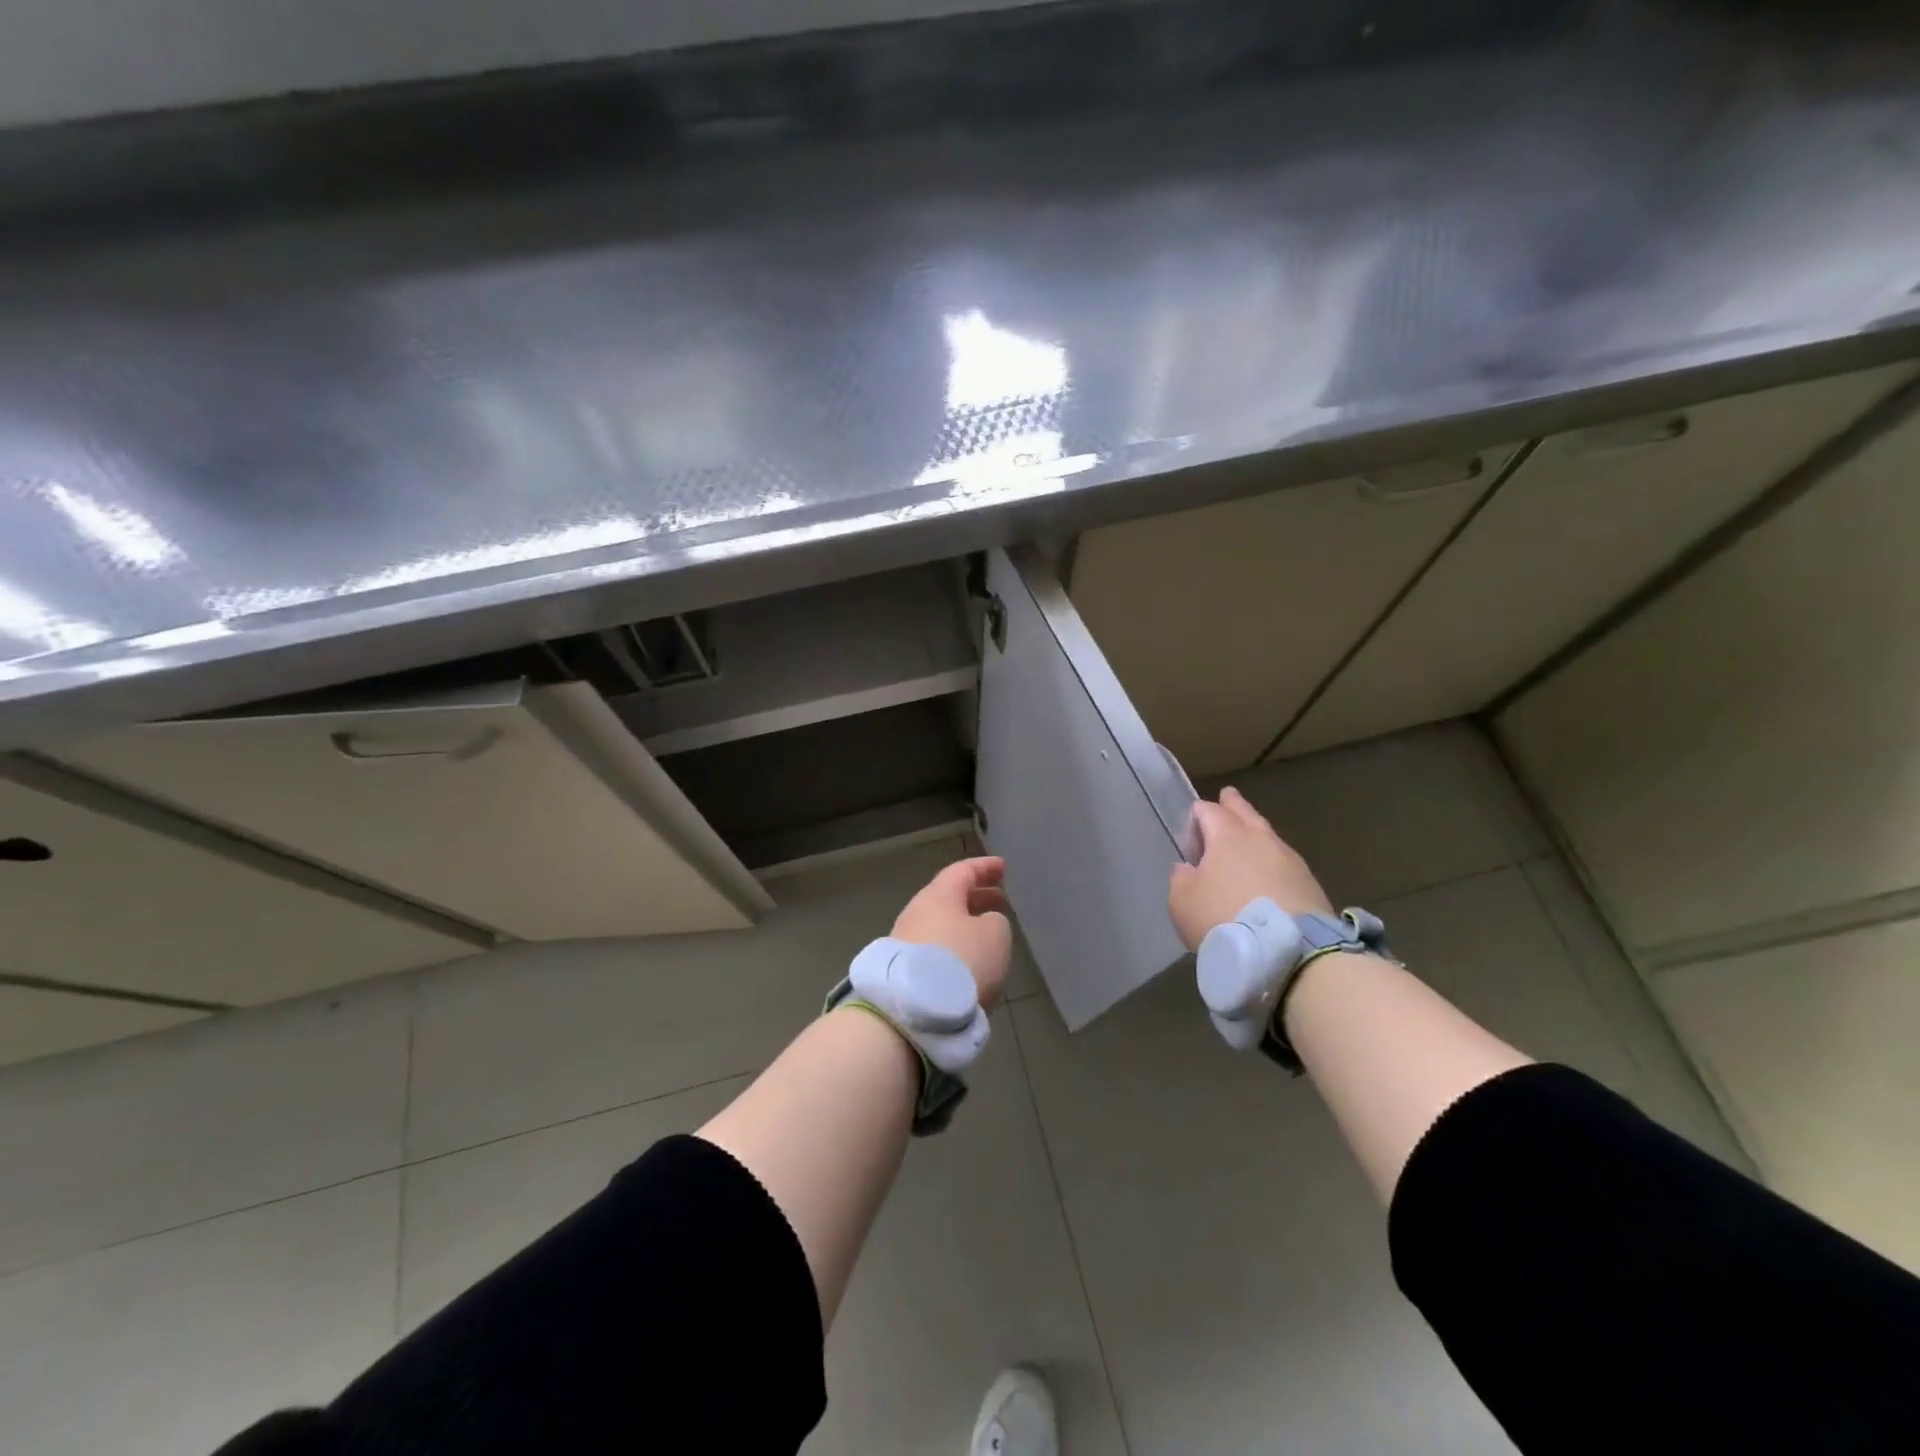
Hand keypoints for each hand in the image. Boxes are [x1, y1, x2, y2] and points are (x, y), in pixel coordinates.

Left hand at [893, 857, 1014, 1010]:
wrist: (913, 1010)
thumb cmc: (961, 961)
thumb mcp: (995, 935)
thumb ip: (995, 922)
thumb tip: (984, 924)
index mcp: (939, 895)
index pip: (963, 871)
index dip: (985, 868)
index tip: (1002, 868)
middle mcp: (918, 912)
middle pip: (950, 898)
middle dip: (976, 898)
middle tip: (1000, 902)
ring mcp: (905, 942)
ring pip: (941, 925)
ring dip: (965, 927)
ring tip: (988, 937)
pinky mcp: (903, 971)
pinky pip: (934, 950)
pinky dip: (954, 950)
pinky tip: (968, 965)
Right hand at [1168, 787, 1334, 950]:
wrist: (1289, 952)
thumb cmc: (1224, 920)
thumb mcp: (1182, 902)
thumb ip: (1181, 878)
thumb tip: (1188, 868)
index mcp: (1228, 836)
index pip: (1209, 811)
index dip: (1198, 815)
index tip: (1192, 826)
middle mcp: (1261, 840)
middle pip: (1245, 814)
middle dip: (1233, 805)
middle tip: (1228, 796)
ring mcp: (1291, 861)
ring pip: (1268, 837)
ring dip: (1256, 836)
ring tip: (1249, 839)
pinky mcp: (1310, 885)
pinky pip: (1284, 864)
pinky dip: (1273, 865)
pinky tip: (1268, 876)